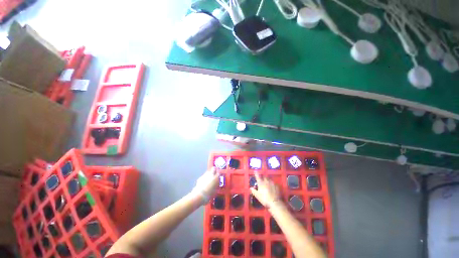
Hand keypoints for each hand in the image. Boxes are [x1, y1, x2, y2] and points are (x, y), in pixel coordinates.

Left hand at [192, 167, 219, 203]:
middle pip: (213, 168)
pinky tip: (203, 183)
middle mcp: (211, 174)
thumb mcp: (215, 190)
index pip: (219, 172)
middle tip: (214, 174)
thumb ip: (216, 185)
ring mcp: (205, 175)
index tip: (219, 176)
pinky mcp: (200, 177)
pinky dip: (204, 178)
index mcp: (216, 177)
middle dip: (214, 170)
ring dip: (209, 174)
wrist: (200, 195)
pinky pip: (203, 176)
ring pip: (208, 172)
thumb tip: (216, 184)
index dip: (219, 174)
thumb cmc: (210, 194)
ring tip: (208, 180)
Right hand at [250, 172, 281, 207]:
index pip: (258, 177)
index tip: (255, 171)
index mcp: (261, 183)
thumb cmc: (264, 199)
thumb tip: (250, 187)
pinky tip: (272, 187)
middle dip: (263, 177)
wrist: (274, 202)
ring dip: (267, 180)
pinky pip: (273, 183)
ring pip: (269, 179)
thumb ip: (253, 191)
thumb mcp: (257, 195)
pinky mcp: (276, 186)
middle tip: (262, 180)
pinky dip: (272, 184)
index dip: (256, 173)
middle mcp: (266, 181)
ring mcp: (272, 183)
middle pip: (264, 177)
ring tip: (267, 183)